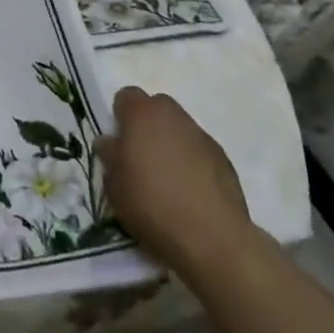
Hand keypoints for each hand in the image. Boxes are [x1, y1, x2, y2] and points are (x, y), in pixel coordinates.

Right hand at [97, 87, 254, 276]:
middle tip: (140, 157)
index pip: (126, 96)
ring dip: (171, 143)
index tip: (118, 142)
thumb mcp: (114, 185)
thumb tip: (109, 142)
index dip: (120, 116)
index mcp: (142, 114)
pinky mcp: (223, 158)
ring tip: (167, 178)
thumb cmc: (151, 204)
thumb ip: (110, 156)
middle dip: (147, 125)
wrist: (211, 236)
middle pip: (156, 107)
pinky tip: (189, 191)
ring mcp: (201, 135)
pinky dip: (192, 162)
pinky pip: (199, 150)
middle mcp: (173, 116)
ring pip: (179, 128)